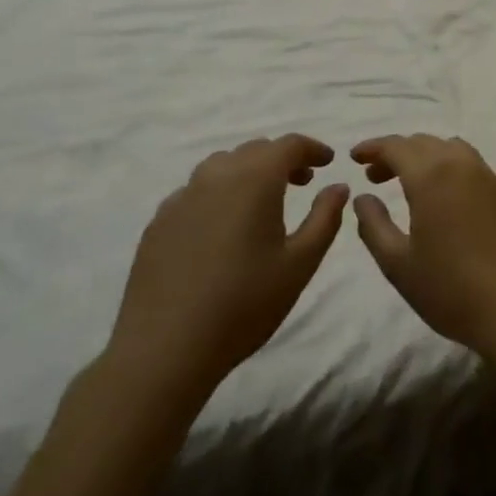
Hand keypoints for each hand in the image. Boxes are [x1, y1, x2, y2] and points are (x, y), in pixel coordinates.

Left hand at [104, 135, 348, 414]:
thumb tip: (337, 187)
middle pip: (255, 150)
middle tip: (302, 182)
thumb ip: (325, 218)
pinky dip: (218, 194)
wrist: (165, 350)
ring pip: (221, 166)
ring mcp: (182, 197)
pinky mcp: (158, 222)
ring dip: (248, 172)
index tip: (328, 162)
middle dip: (282, 159)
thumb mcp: (300, 263)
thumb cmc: (244, 304)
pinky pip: (195, 191)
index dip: (312, 148)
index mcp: (254, 179)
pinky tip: (222, 228)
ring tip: (261, 201)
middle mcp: (216, 176)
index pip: (289, 145)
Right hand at [351, 134, 495, 355]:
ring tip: (411, 185)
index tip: (355, 157)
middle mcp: (463, 165)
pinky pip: (474, 167)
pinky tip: (447, 201)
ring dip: (427, 157)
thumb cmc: (451, 289)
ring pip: (452, 149)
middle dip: (397, 153)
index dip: (373, 147)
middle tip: (376, 176)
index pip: (397, 146)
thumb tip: (364, 197)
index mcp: (432, 175)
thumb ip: (374, 225)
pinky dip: (452, 170)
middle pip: (424, 143)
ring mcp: (491, 178)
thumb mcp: (398, 264)